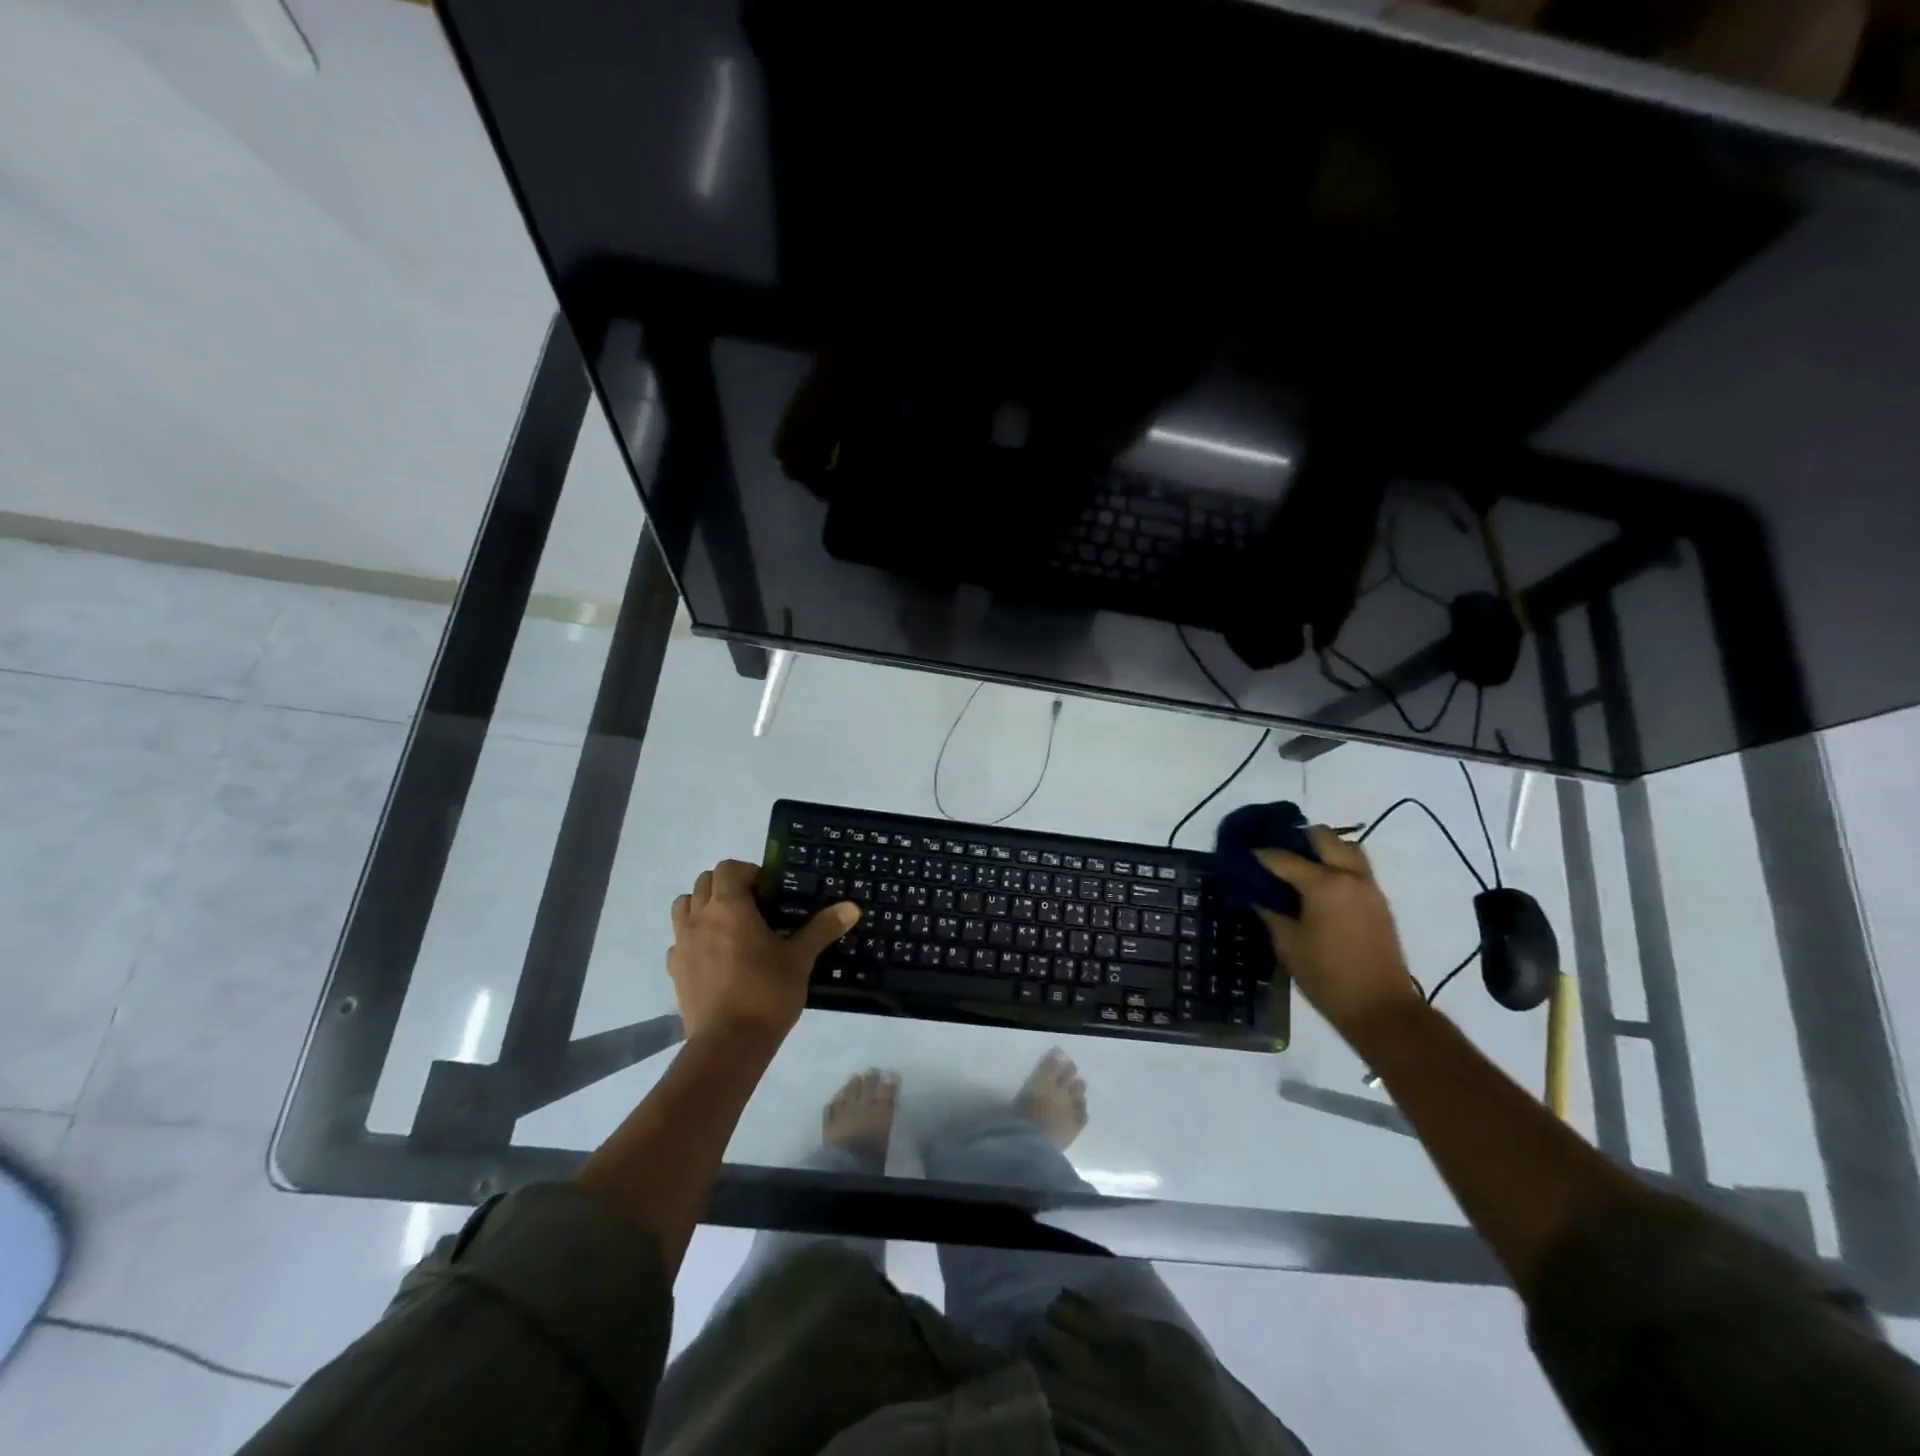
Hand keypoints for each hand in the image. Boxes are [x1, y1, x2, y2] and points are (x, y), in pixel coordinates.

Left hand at [668, 860, 859, 1043]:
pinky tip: (715, 958)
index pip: (729, 868)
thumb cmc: (766, 992)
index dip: (748, 872)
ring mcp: (682, 945)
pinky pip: (680, 941)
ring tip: (729, 927)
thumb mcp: (801, 958)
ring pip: (684, 907)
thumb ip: (823, 928)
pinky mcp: (675, 971)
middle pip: (704, 882)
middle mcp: (699, 918)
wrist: (728, 1044)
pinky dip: (694, 939)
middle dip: (726, 886)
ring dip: (703, 907)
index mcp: (729, 906)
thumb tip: (852, 907)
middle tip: (753, 907)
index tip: (769, 891)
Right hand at [1255, 826, 1423, 1038]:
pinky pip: (1356, 867)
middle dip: (1296, 838)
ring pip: (1346, 847)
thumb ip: (1270, 912)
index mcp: (1324, 884)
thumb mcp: (1287, 944)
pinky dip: (1337, 864)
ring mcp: (1369, 887)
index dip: (1259, 854)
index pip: (1283, 858)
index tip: (1241, 854)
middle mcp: (1350, 876)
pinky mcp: (1379, 901)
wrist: (1381, 1008)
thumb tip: (1255, 893)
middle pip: (1323, 836)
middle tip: (1275, 853)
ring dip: (1323, 848)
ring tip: (1299, 864)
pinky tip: (1318, 884)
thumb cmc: (1326, 976)